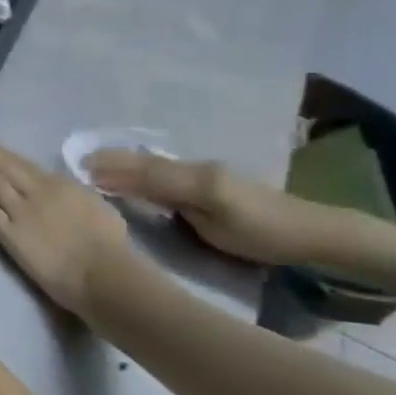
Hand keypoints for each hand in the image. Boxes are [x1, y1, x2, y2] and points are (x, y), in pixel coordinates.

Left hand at [0, 132, 129, 317]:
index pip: (23, 163)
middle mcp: (35, 190)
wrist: (101, 270)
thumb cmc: (108, 243)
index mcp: (59, 183)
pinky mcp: (7, 232)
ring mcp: (19, 210)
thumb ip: (73, 192)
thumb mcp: (95, 204)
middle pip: (2, 166)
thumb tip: (61, 186)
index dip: (1, 151)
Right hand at [86, 149, 328, 267]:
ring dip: (125, 162)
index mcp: (194, 178)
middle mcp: (196, 168)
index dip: (111, 170)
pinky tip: (132, 172)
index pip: (143, 170)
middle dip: (112, 160)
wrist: (315, 232)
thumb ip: (173, 200)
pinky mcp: (211, 180)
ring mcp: (205, 172)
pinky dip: (142, 168)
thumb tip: (134, 188)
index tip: (80, 170)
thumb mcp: (215, 223)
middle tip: (80, 162)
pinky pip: (165, 169)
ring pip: (155, 164)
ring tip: (97, 164)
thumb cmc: (261, 234)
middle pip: (146, 162)